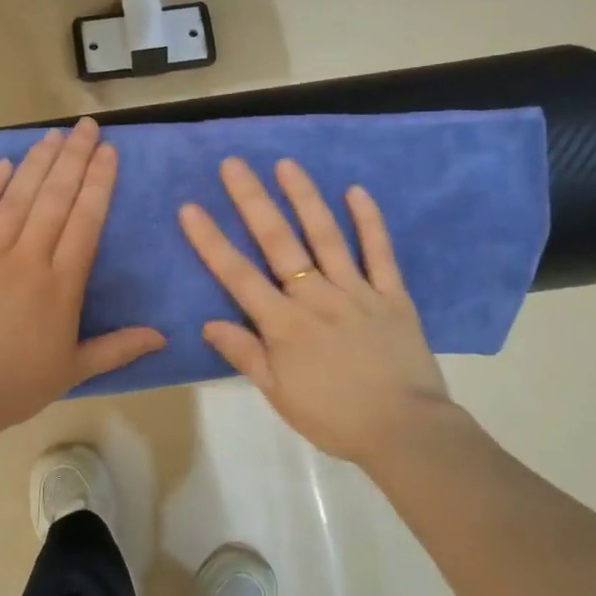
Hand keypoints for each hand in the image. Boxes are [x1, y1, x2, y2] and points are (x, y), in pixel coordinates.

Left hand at [0, 117, 164, 432]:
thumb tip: (164, 337)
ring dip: (37, 164)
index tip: (108, 152)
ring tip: (53, 135)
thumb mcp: (75, 369)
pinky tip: (3, 164)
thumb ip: (119, 348)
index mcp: (62, 285)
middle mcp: (28, 259)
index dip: (99, 183)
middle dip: (74, 159)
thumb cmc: (17, 385)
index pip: (85, 221)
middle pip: (55, 199)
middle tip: (86, 127)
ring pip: (17, 199)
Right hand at [179, 157, 454, 470]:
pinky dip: (369, 220)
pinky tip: (356, 191)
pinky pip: (380, 252)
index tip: (191, 207)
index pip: (238, 275)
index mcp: (284, 324)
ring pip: (326, 236)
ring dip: (305, 197)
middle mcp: (316, 297)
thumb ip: (246, 355)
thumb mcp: (280, 395)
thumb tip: (209, 323)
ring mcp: (357, 291)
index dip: (211, 241)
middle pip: (279, 242)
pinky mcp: (393, 294)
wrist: (404, 431)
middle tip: (234, 164)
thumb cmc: (334, 417)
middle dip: (252, 201)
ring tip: (286, 164)